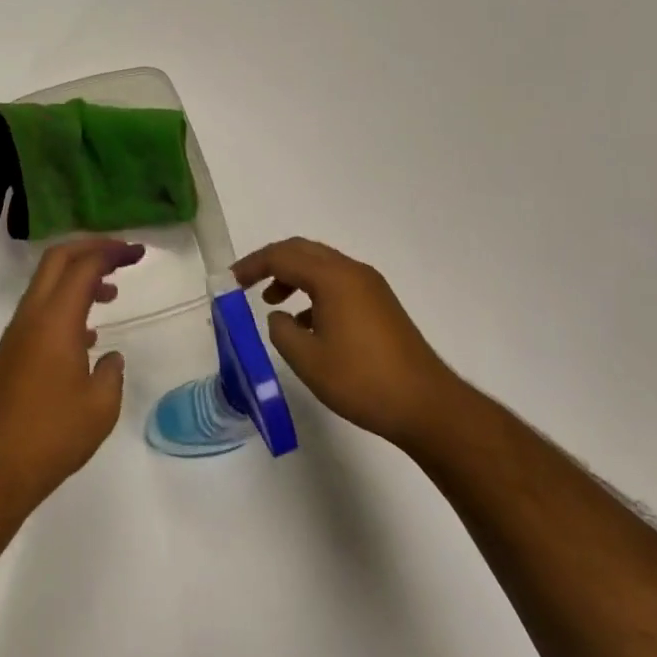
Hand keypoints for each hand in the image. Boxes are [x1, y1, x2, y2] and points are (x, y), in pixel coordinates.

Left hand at [0, 238, 146, 509]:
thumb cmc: (52, 436)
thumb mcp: (100, 407)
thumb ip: (112, 373)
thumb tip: (109, 358)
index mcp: (56, 321)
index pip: (84, 266)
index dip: (112, 252)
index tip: (138, 253)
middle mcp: (31, 317)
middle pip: (57, 260)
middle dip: (90, 248)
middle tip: (121, 254)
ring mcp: (16, 334)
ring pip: (46, 284)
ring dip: (77, 277)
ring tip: (111, 293)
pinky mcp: (10, 353)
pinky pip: (39, 311)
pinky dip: (65, 304)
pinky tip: (87, 335)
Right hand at [234, 238, 459, 451]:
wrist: (425, 405)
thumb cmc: (361, 380)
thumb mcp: (307, 359)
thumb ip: (282, 331)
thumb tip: (280, 317)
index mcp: (333, 278)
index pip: (283, 256)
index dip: (253, 265)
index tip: (231, 280)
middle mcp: (353, 272)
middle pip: (303, 251)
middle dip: (272, 262)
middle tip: (247, 282)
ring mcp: (371, 287)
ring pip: (322, 266)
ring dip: (293, 277)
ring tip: (273, 304)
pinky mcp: (381, 305)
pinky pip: (338, 283)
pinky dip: (314, 292)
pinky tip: (306, 324)